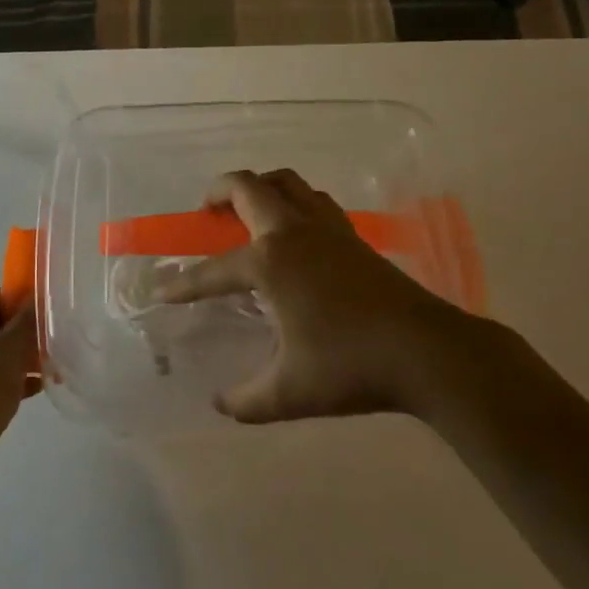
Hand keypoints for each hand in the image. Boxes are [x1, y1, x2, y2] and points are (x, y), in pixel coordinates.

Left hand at [0, 287, 38, 484]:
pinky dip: (6, 380)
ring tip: (48, 371)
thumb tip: (34, 302)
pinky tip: (34, 390)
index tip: (48, 321)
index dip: (22, 305)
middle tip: (51, 347)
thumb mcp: (10, 349)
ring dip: (18, 360)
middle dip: (22, 336)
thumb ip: (26, 321)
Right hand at [156, 169, 479, 423]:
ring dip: (261, 188)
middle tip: (205, 213)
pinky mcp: (353, 236)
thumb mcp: (289, 392)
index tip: (161, 294)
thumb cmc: (350, 366)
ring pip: (287, 183)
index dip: (183, 284)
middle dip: (218, 192)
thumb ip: (247, 400)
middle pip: (248, 187)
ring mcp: (326, 229)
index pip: (213, 270)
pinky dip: (295, 203)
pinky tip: (296, 233)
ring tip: (248, 212)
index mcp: (269, 262)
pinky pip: (315, 202)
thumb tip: (221, 404)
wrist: (426, 352)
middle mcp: (292, 232)